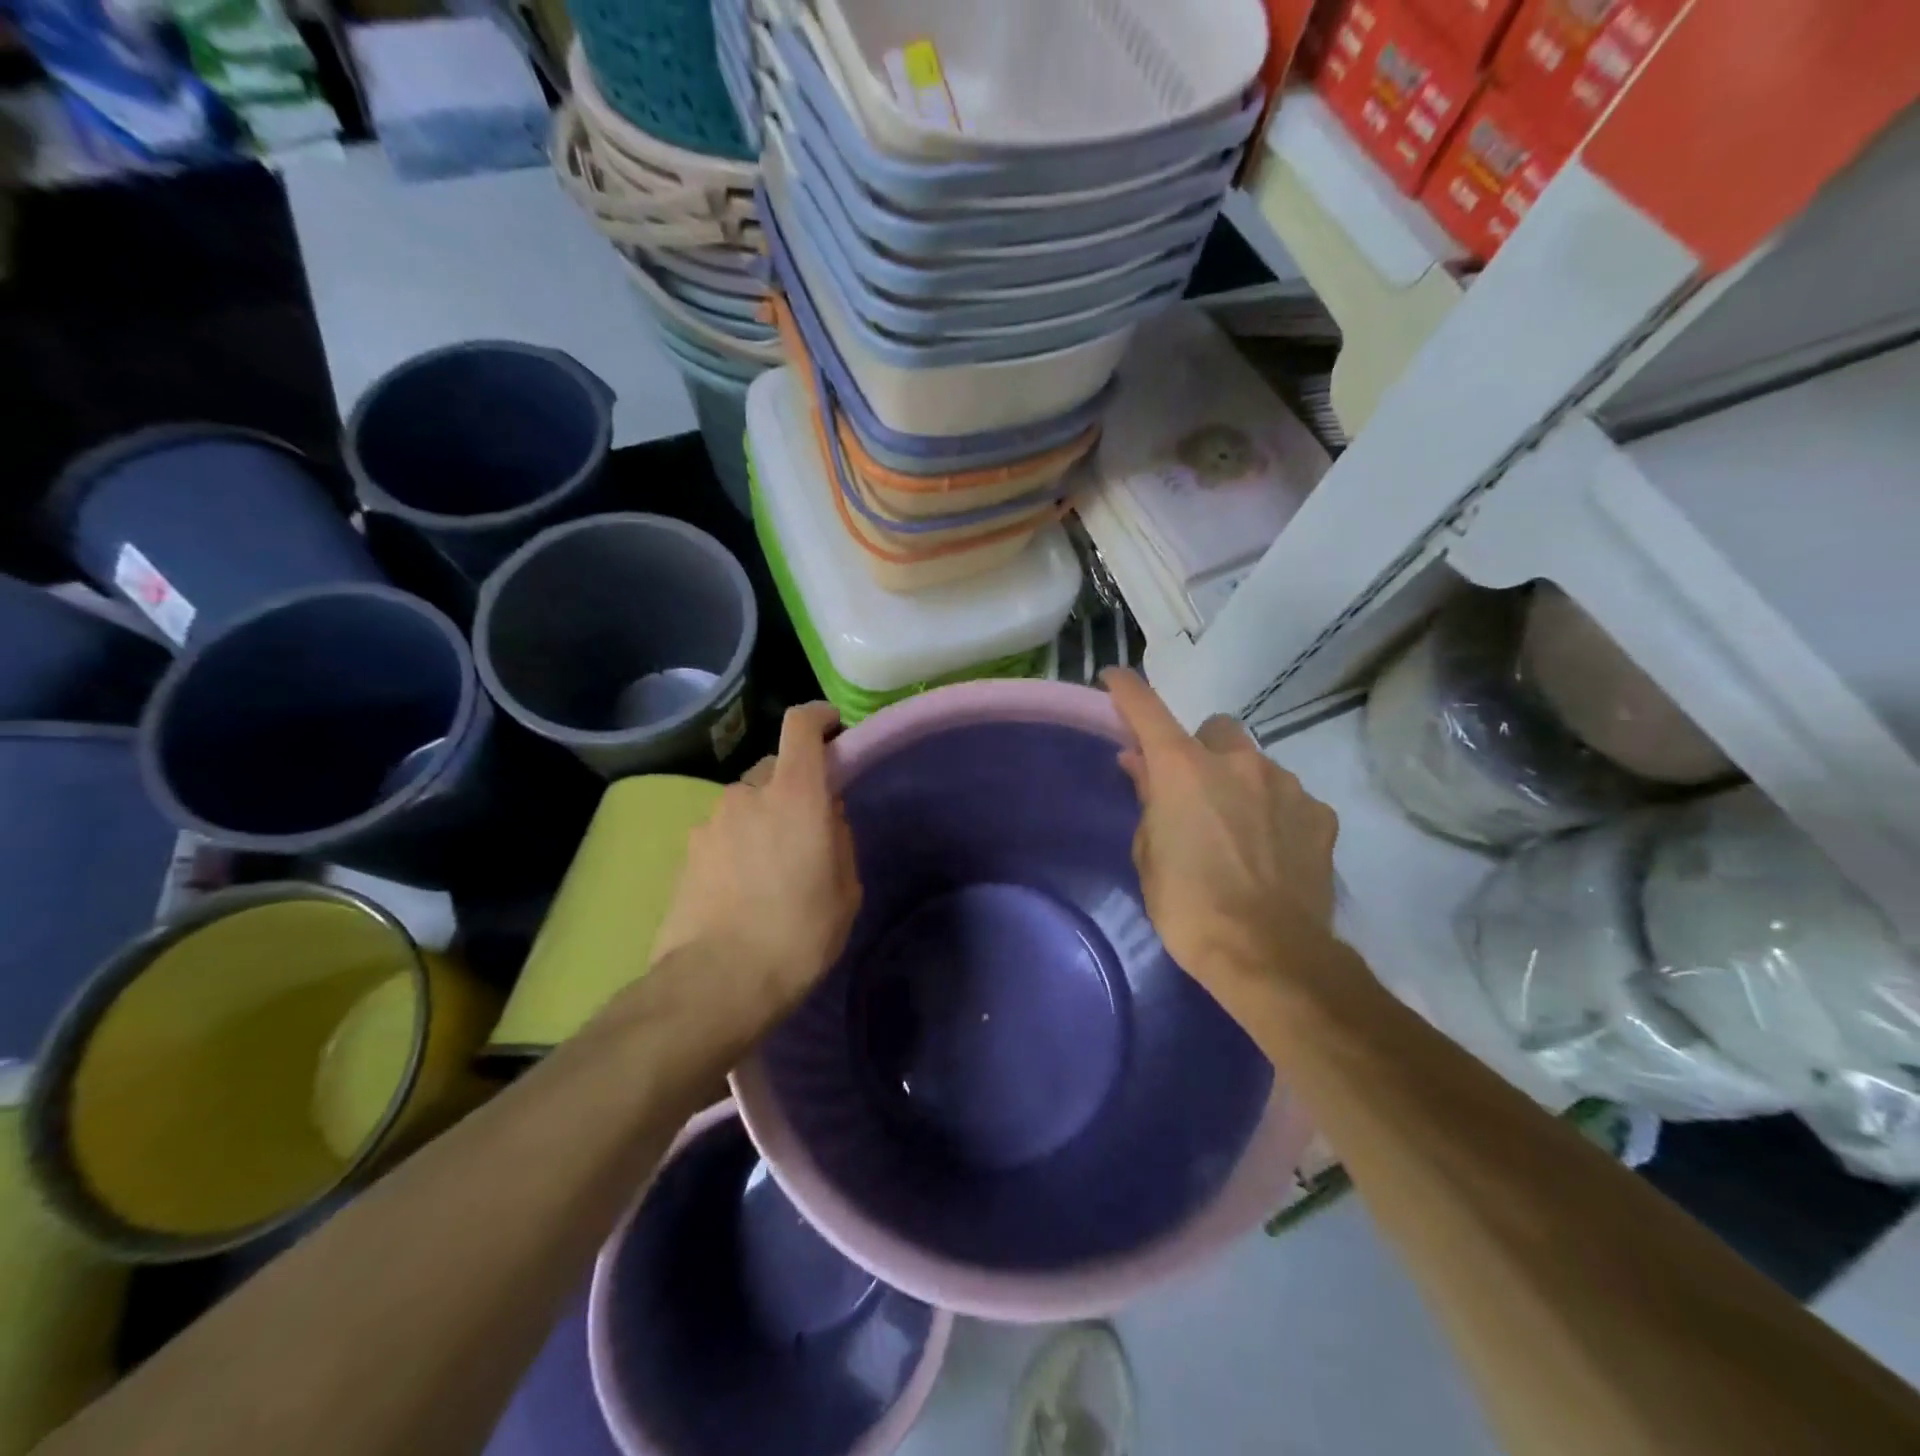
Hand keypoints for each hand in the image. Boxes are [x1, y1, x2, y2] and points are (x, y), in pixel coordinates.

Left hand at [647, 703, 861, 1045]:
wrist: (717, 982)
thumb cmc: (798, 934)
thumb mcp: (845, 889)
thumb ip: (838, 838)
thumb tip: (825, 816)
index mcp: (795, 795)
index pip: (801, 726)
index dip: (819, 717)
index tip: (833, 726)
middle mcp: (747, 794)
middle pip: (774, 768)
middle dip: (793, 787)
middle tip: (807, 828)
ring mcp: (710, 822)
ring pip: (745, 804)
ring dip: (762, 820)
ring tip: (772, 868)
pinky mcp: (687, 852)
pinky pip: (723, 833)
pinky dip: (737, 845)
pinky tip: (742, 888)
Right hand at [1103, 669, 1339, 1009]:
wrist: (1270, 956)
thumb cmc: (1189, 907)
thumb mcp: (1149, 855)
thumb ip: (1147, 800)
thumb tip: (1139, 764)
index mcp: (1183, 769)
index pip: (1147, 709)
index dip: (1126, 689)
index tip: (1114, 678)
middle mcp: (1237, 761)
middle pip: (1215, 729)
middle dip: (1202, 750)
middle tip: (1195, 793)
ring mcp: (1286, 784)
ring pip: (1256, 764)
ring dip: (1241, 783)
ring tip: (1239, 833)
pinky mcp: (1320, 813)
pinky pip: (1289, 797)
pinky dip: (1276, 812)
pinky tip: (1273, 852)